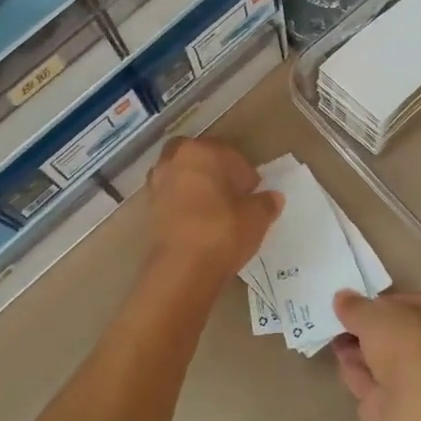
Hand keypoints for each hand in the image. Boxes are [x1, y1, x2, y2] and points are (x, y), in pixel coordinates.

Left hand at [146, 137, 282, 288]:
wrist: (181, 270)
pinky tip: (199, 224)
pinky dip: (183, 205)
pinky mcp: (148, 210)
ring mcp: (156, 185)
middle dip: (214, 172)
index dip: (244, 173)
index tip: (254, 191)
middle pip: (198, 159)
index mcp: (200, 151)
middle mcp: (173, 160)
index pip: (228, 153)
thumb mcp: (256, 217)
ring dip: (196, 187)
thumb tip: (272, 198)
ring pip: (181, 177)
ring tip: (215, 210)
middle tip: (232, 194)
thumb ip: (266, 202)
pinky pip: (171, 199)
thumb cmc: (222, 231)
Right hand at [332, 289, 420, 420]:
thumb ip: (356, 306)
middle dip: (371, 327)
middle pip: (401, 331)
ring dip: (361, 347)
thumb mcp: (374, 313)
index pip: (416, 300)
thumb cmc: (408, 343)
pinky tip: (339, 359)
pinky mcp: (408, 404)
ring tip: (332, 334)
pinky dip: (360, 369)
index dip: (385, 301)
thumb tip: (342, 298)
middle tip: (341, 318)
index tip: (359, 302)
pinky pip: (379, 380)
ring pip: (389, 357)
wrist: (417, 408)